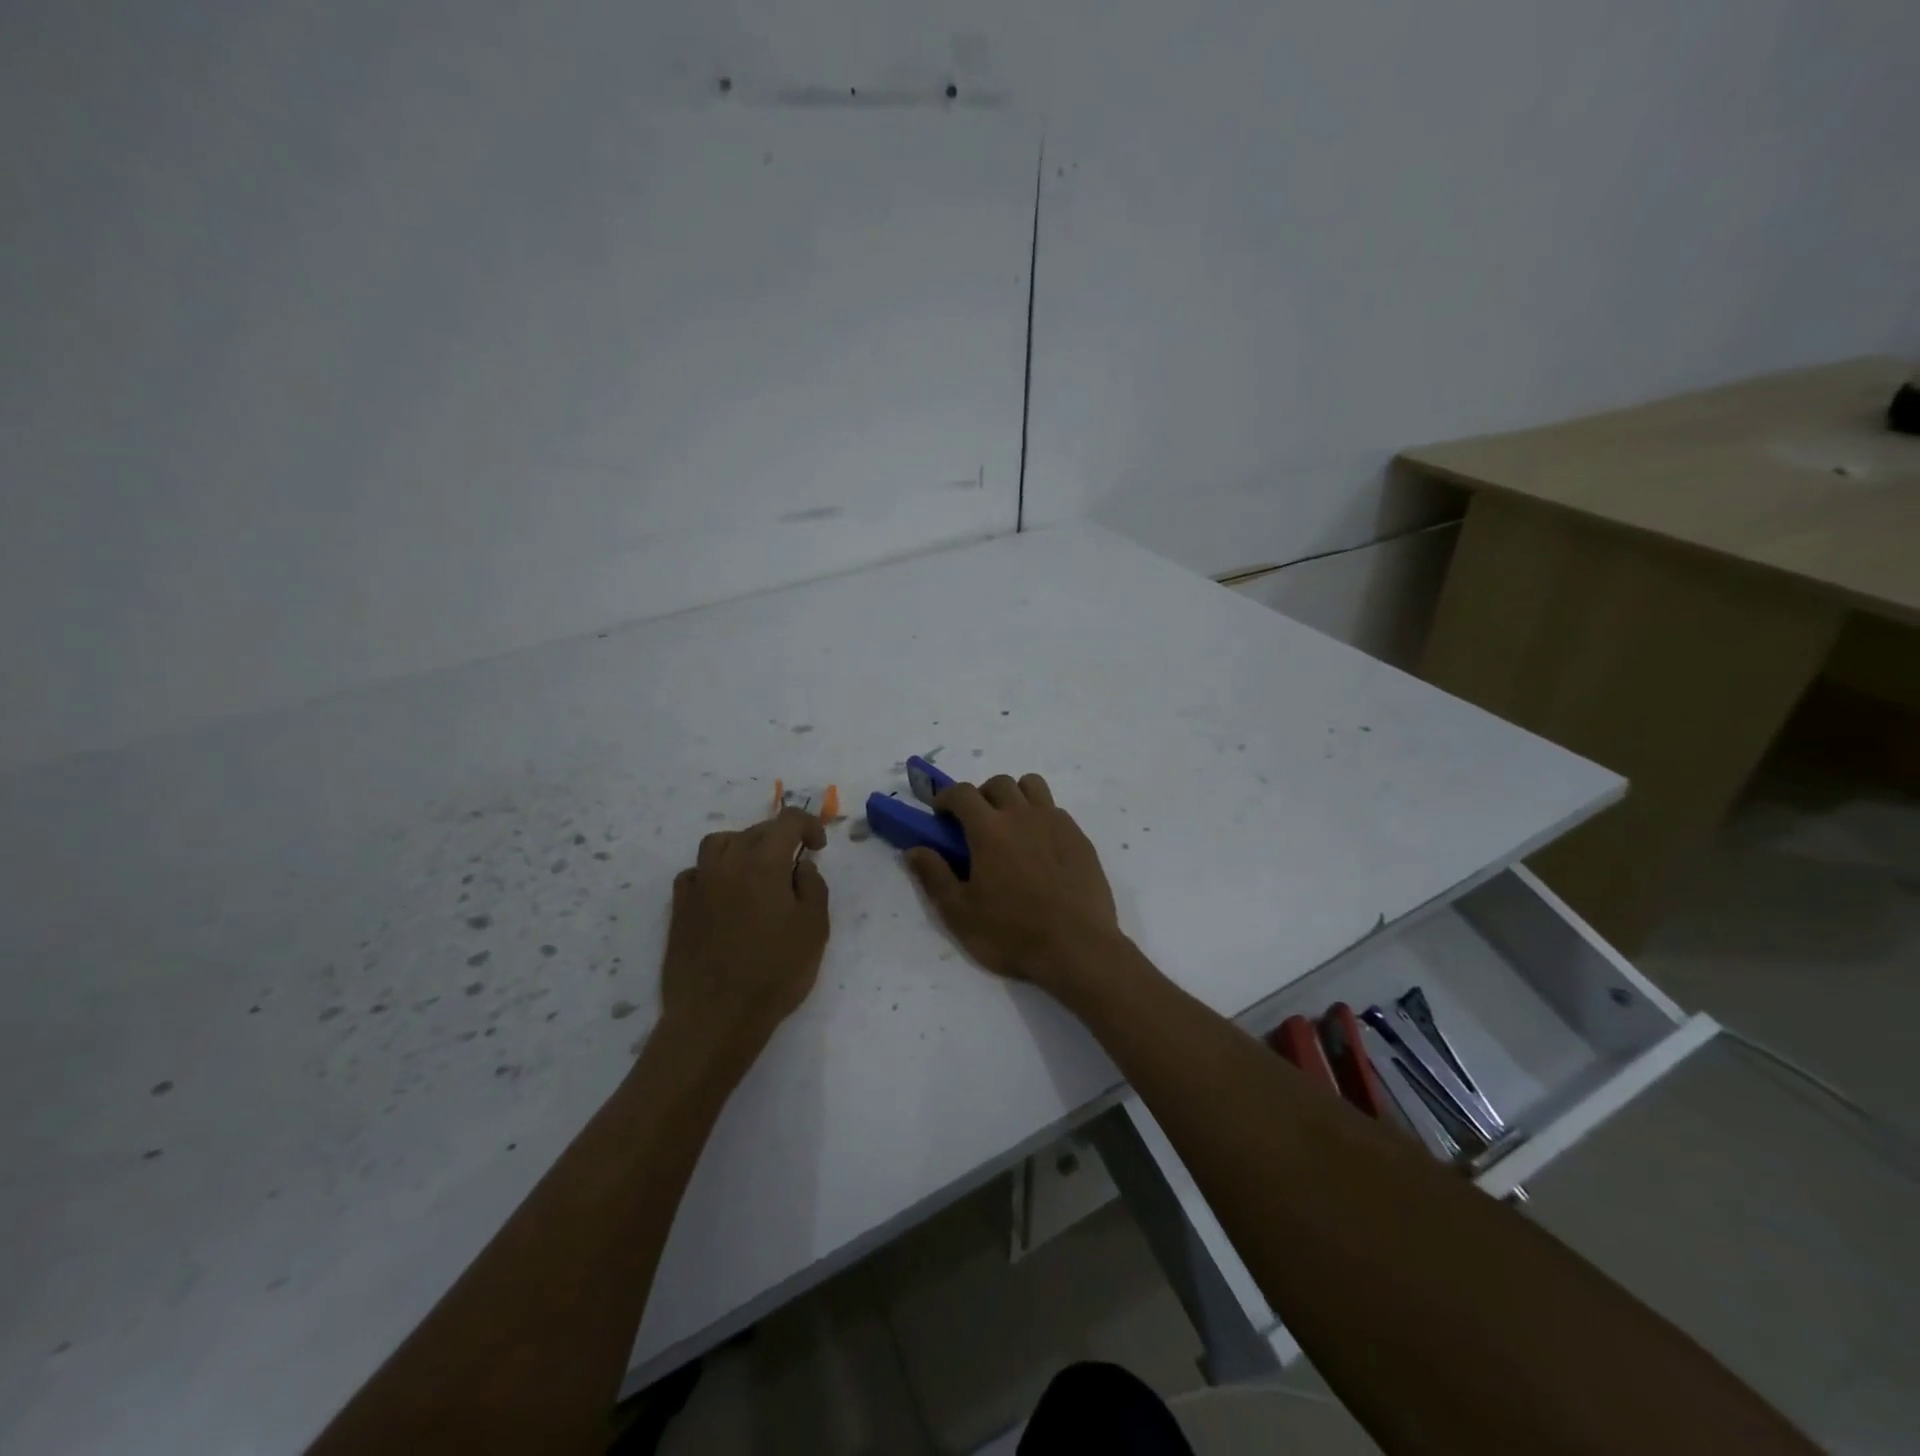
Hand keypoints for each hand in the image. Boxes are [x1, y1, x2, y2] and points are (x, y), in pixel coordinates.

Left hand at [661, 807, 829, 1065]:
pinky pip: (695, 873)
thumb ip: (813, 887)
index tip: (818, 847)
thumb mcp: (814, 929)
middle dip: (779, 837)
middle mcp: (727, 864)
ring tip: (756, 869)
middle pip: (754, 831)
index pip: (788, 821)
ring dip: (742, 846)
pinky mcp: (679, 908)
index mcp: (764, 863)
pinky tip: (724, 893)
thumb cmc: (775, 972)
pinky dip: (713, 872)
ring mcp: (699, 884)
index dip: (809, 825)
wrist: (716, 1016)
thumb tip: (800, 865)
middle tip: (794, 862)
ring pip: (719, 844)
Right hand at [905, 773, 1120, 993]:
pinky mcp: (1079, 837)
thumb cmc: (1012, 933)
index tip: (941, 815)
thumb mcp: (960, 913)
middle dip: (981, 795)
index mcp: (989, 829)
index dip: (946, 797)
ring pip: (1032, 786)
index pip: (962, 793)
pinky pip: (1056, 811)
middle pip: (999, 783)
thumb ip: (934, 876)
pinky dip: (1041, 817)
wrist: (1077, 948)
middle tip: (976, 824)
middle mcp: (1023, 815)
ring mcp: (1056, 823)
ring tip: (1011, 826)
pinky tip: (1040, 849)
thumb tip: (914, 849)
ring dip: (1015, 796)